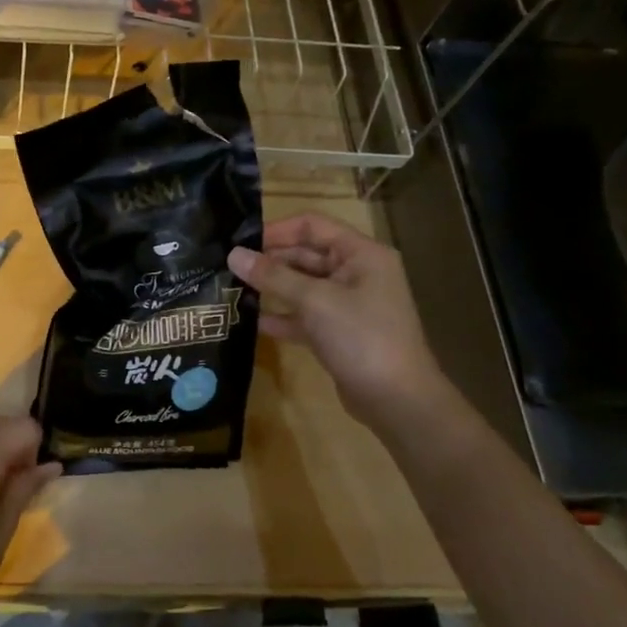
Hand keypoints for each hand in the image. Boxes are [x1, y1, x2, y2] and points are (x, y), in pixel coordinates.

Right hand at [227, 213, 448, 428]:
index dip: (276, 230)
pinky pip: (305, 315)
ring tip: (233, 289)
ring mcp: (348, 304)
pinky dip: (282, 316)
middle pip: (306, 255)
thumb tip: (233, 254)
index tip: (240, 242)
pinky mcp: (339, 332)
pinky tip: (251, 321)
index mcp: (361, 254)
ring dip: (272, 287)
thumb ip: (273, 276)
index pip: (312, 225)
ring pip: (303, 286)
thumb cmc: (362, 337)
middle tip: (229, 267)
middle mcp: (356, 273)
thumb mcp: (315, 301)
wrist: (397, 400)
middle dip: (269, 260)